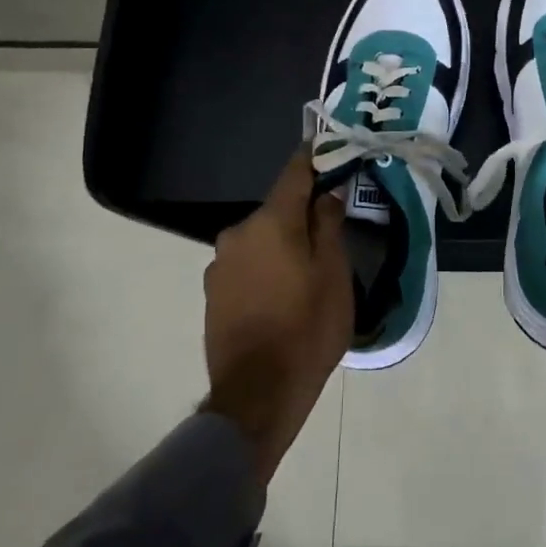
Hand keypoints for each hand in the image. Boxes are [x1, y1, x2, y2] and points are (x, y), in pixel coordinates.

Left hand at [201, 147, 350, 483]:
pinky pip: (247, 264)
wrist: (256, 397)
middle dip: (303, 212)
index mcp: (271, 221)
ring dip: (283, 243)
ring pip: (261, 238)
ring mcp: (220, 263)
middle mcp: (238, 232)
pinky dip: (266, 266)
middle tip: (331, 228)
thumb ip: (329, 225)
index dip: (314, 157)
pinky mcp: (212, 292)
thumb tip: (327, 192)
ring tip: (308, 269)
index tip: (331, 148)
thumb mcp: (333, 274)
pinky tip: (282, 293)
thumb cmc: (306, 329)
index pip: (294, 172)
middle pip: (277, 209)